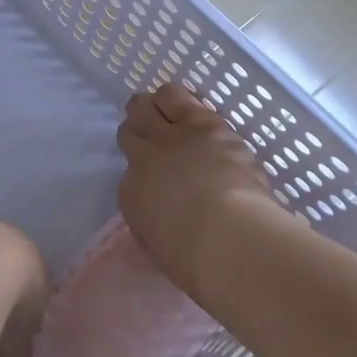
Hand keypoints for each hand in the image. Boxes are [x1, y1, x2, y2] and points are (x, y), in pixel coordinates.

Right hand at [117, 82, 275, 292]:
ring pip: (149, 103)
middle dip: (140, 129)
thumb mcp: (162, 244)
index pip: (129, 173)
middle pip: (130, 127)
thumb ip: (157, 218)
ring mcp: (172, 136)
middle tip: (155, 134)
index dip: (144, 171)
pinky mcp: (202, 122)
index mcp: (132, 194)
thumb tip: (164, 209)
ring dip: (157, 107)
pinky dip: (183, 101)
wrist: (227, 237)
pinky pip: (181, 96)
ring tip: (171, 112)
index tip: (159, 178)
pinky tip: (193, 106)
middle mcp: (144, 157)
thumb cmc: (197, 260)